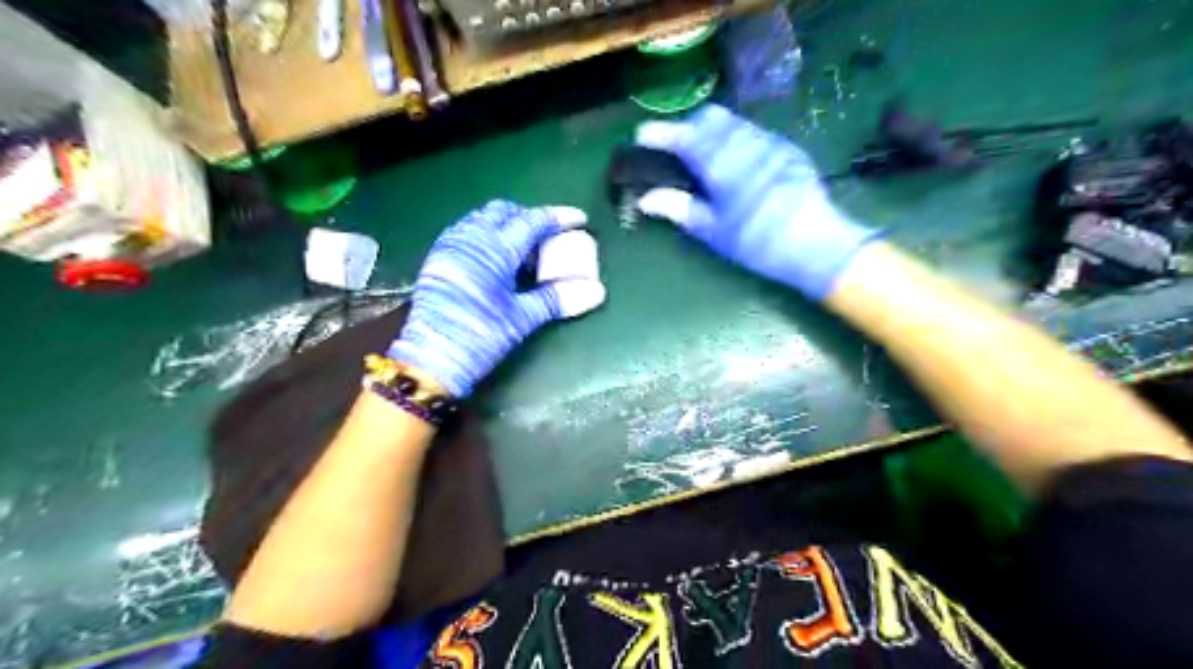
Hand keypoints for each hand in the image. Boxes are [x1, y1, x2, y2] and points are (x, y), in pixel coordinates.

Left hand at [387, 199, 599, 396]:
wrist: (431, 360)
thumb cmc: (480, 337)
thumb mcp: (522, 318)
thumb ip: (557, 298)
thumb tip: (596, 291)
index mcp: (494, 250)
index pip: (532, 221)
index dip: (558, 218)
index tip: (579, 219)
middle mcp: (470, 239)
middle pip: (504, 211)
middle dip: (529, 216)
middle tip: (550, 235)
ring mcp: (450, 246)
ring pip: (482, 218)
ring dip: (506, 223)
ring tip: (525, 247)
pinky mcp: (438, 259)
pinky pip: (467, 231)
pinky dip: (487, 233)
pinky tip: (497, 257)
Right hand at [639, 104, 878, 299]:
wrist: (816, 245)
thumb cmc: (757, 243)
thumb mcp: (713, 232)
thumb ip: (678, 209)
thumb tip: (645, 199)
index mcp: (722, 165)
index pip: (684, 137)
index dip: (660, 133)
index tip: (642, 135)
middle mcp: (746, 143)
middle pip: (709, 118)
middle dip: (688, 127)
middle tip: (676, 149)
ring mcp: (770, 142)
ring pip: (733, 121)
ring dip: (713, 130)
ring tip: (704, 154)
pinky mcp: (788, 149)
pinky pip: (754, 131)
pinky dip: (735, 137)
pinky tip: (736, 162)